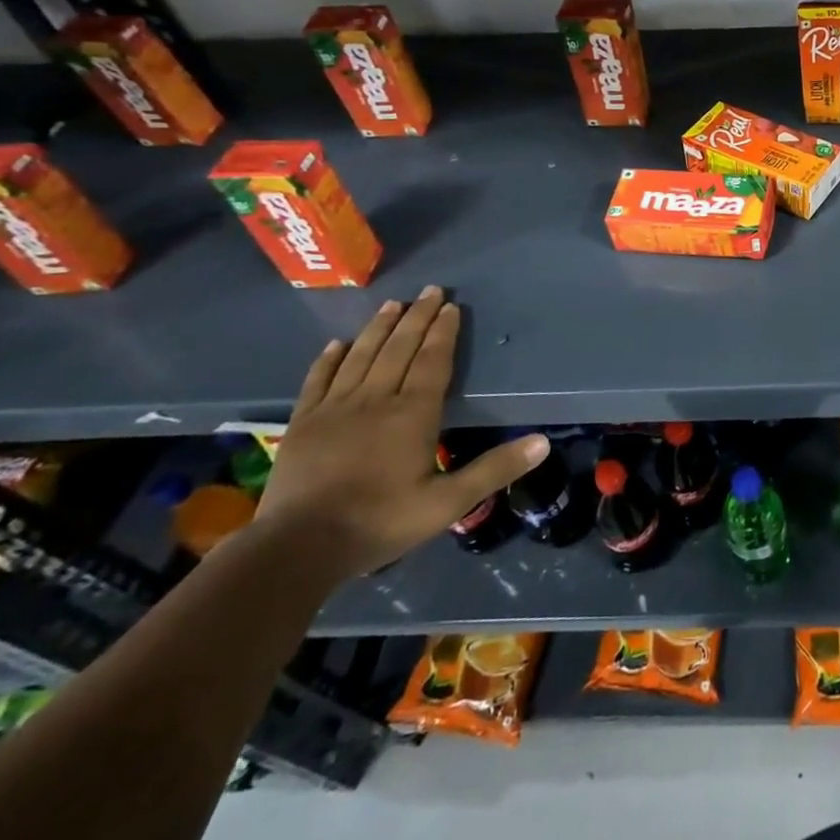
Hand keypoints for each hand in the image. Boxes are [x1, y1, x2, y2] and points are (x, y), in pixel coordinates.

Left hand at [254, 286, 548, 578]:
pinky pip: (318, 380)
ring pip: (361, 357)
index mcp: (413, 414)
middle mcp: (375, 399)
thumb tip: (543, 442)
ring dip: (378, 328)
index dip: (443, 332)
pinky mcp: (302, 423)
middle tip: (430, 290)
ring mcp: (334, 409)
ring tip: (392, 304)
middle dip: (417, 318)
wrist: (297, 548)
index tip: (451, 305)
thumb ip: (494, 469)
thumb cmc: (379, 522)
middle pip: (399, 349)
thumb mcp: (447, 503)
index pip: (433, 361)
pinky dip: (329, 359)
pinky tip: (337, 344)